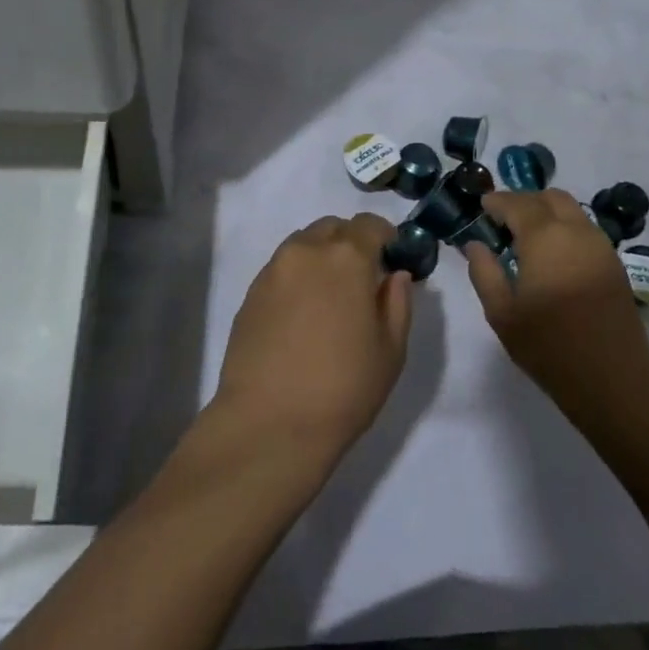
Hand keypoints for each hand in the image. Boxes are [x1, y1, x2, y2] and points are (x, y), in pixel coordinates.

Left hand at [212, 213, 412, 458]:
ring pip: (304, 244)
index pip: (370, 225)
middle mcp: (306, 251)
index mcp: (346, 257)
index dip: (386, 238)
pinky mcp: (250, 292)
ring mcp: (273, 270)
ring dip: (322, 257)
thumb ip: (397, 302)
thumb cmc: (342, 389)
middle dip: (351, 243)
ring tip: (330, 299)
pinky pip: (283, 268)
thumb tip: (394, 275)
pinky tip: (303, 316)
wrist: (268, 424)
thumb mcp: (390, 350)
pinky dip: (298, 277)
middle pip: (333, 228)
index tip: (392, 262)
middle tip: (361, 281)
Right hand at [463, 190, 648, 418]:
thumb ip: (484, 272)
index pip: (517, 204)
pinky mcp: (614, 263)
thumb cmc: (549, 347)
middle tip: (504, 220)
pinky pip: (585, 229)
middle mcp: (575, 231)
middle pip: (549, 198)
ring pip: (571, 210)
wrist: (613, 379)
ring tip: (527, 236)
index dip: (497, 201)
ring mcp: (600, 246)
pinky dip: (565, 227)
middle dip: (524, 201)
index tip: (483, 206)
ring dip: (547, 212)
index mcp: (545, 239)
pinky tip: (553, 253)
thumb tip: (475, 245)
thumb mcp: (502, 314)